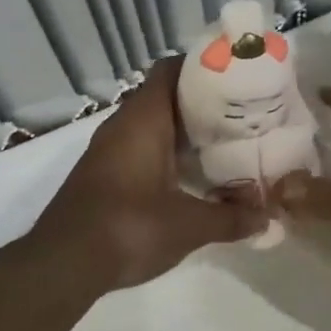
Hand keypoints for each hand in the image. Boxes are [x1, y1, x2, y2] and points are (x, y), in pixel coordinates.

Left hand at [26, 59, 265, 293]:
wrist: (63, 263)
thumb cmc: (129, 227)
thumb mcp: (188, 225)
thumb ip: (231, 218)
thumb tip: (268, 218)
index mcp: (144, 118)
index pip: (171, 70)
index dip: (202, 67)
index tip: (235, 77)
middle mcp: (123, 124)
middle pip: (165, 95)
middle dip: (201, 102)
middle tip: (240, 113)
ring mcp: (108, 148)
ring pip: (151, 123)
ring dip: (182, 129)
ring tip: (222, 142)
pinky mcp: (103, 172)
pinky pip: (139, 145)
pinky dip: (165, 151)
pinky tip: (190, 174)